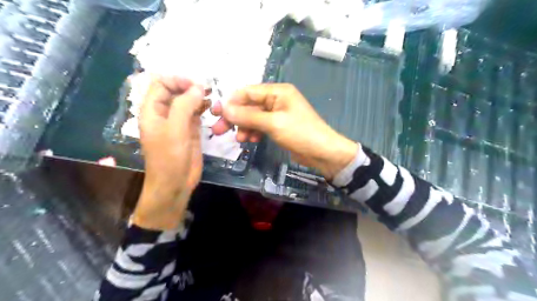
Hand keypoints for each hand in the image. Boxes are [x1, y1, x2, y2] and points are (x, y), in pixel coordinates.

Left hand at [133, 75, 205, 229]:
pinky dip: (203, 107)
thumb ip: (185, 105)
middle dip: (190, 87)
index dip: (177, 80)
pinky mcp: (189, 130)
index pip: (161, 84)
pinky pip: (195, 113)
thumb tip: (198, 87)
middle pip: (175, 90)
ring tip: (211, 98)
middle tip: (208, 90)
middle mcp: (164, 113)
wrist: (175, 183)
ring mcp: (177, 122)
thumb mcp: (175, 129)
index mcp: (152, 110)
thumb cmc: (170, 158)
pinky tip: (211, 108)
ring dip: (198, 97)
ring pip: (187, 101)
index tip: (196, 85)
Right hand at [212, 83, 358, 179]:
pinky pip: (260, 126)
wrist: (323, 152)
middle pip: (249, 105)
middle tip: (219, 130)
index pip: (247, 92)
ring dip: (244, 127)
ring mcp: (278, 113)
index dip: (230, 102)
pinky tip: (250, 140)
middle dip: (235, 117)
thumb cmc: (301, 133)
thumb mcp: (273, 123)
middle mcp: (276, 99)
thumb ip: (248, 116)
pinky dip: (254, 132)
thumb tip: (224, 109)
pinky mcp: (279, 126)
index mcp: (277, 91)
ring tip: (239, 139)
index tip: (215, 114)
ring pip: (253, 117)